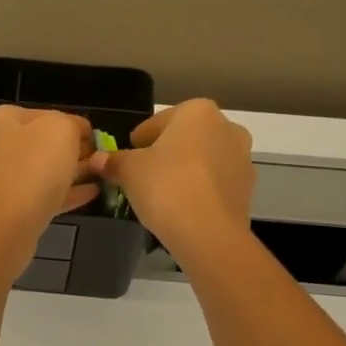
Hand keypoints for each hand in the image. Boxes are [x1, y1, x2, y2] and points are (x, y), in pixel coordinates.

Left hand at [0, 106, 99, 269]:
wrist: (3, 228)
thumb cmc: (32, 168)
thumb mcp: (61, 130)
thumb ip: (72, 125)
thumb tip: (77, 133)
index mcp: (1, 120)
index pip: (44, 114)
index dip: (73, 124)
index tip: (96, 138)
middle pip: (40, 144)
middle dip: (72, 151)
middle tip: (100, 159)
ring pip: (41, 172)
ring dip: (71, 173)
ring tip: (101, 176)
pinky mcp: (5, 210)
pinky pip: (39, 196)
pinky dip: (64, 194)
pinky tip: (91, 195)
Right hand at [92, 99, 254, 263]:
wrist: (208, 233)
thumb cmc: (165, 187)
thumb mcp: (128, 171)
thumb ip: (113, 161)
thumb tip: (97, 159)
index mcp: (197, 112)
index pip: (158, 122)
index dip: (138, 141)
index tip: (127, 157)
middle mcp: (226, 127)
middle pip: (184, 139)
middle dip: (165, 153)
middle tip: (143, 176)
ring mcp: (242, 158)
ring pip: (202, 160)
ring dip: (184, 171)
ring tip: (163, 194)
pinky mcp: (247, 188)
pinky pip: (215, 182)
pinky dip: (199, 189)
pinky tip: (182, 207)